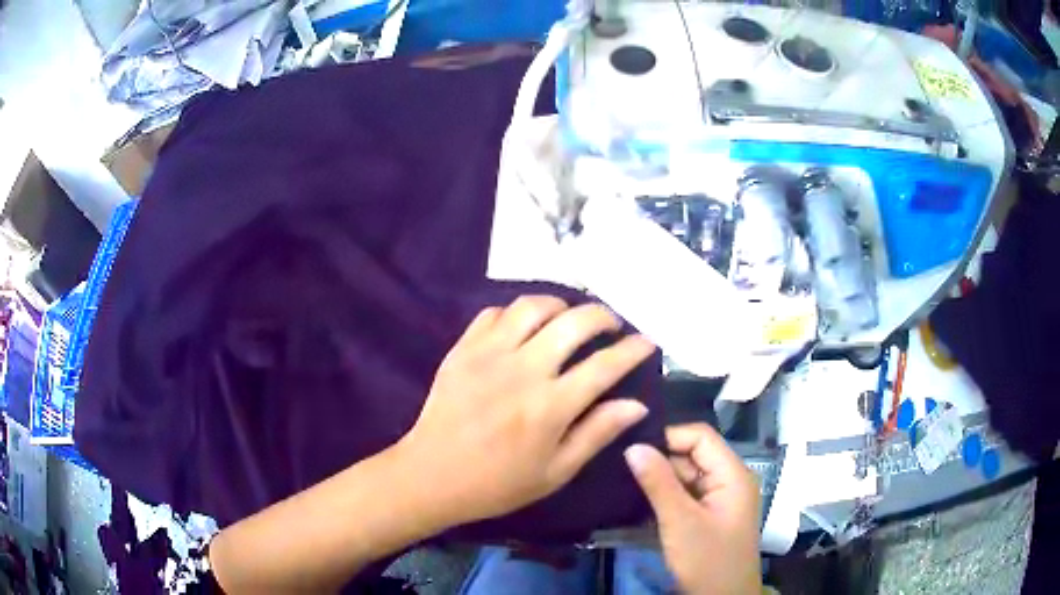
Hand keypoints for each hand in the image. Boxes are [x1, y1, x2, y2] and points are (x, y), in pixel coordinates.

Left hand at [398, 296, 655, 527]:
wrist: (432, 475)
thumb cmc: (498, 483)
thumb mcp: (556, 471)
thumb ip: (597, 433)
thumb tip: (637, 404)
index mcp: (550, 406)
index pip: (605, 365)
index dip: (634, 349)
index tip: (648, 341)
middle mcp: (523, 370)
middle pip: (574, 322)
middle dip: (603, 316)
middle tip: (611, 325)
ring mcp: (488, 354)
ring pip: (532, 306)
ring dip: (559, 306)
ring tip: (568, 319)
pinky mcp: (462, 349)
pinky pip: (493, 313)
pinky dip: (516, 314)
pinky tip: (523, 329)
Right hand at [625, 424, 761, 594]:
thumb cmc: (707, 560)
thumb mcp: (680, 522)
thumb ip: (658, 483)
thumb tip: (633, 446)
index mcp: (732, 474)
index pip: (700, 437)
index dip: (668, 437)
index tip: (631, 448)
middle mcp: (729, 480)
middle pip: (693, 455)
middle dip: (660, 460)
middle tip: (620, 467)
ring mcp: (720, 499)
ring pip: (686, 476)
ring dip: (660, 480)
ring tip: (623, 481)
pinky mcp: (709, 516)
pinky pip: (685, 495)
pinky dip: (664, 497)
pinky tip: (639, 501)